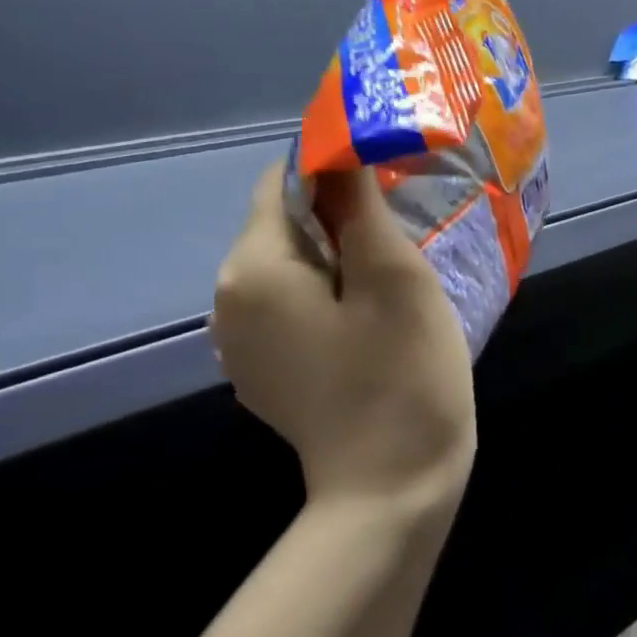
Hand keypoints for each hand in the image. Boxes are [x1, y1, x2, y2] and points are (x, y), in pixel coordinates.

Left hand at [211, 162, 475, 507]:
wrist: (392, 488)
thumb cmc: (401, 373)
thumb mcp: (393, 276)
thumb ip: (360, 206)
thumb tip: (338, 148)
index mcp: (253, 270)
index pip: (283, 184)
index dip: (335, 166)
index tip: (391, 174)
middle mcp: (229, 302)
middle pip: (284, 227)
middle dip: (341, 215)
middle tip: (407, 225)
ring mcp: (243, 345)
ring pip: (292, 270)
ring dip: (340, 256)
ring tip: (398, 269)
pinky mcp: (268, 374)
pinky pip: (295, 309)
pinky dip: (331, 295)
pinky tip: (376, 317)